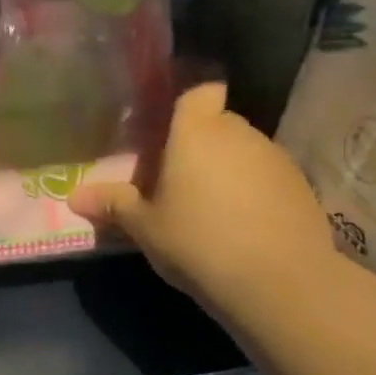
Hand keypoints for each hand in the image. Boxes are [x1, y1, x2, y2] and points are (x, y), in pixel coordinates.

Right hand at [68, 82, 336, 310]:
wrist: (281, 284)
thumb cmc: (198, 241)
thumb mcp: (144, 227)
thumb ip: (113, 205)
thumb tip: (74, 197)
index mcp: (197, 132)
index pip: (199, 91)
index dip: (187, 102)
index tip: (169, 127)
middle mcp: (239, 134)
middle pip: (217, 123)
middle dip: (198, 144)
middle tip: (174, 179)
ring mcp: (276, 159)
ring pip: (243, 151)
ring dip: (226, 169)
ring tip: (207, 207)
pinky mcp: (302, 188)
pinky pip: (266, 177)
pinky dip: (253, 191)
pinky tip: (241, 226)